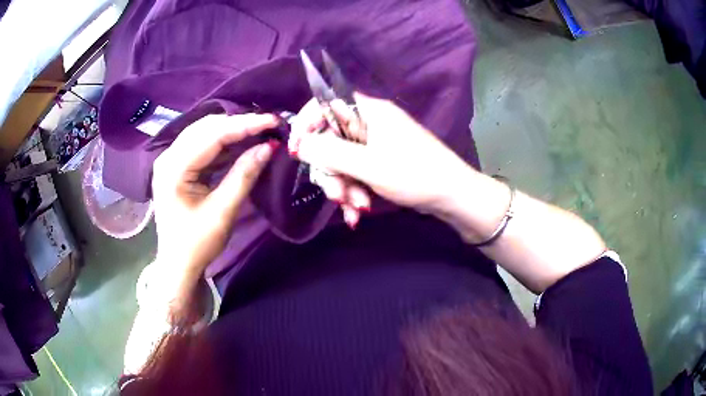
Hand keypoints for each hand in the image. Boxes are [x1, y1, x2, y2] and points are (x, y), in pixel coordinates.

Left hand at [152, 113, 278, 273]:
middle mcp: (169, 156)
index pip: (212, 135)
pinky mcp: (178, 166)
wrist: (178, 264)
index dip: (244, 125)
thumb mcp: (223, 212)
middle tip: (269, 126)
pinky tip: (242, 144)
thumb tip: (269, 147)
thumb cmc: (197, 244)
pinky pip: (203, 146)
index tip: (273, 120)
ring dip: (232, 131)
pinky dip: (224, 144)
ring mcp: (172, 160)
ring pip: (205, 133)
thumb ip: (244, 176)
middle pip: (206, 128)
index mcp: (174, 168)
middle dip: (239, 124)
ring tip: (260, 132)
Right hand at [289, 93, 470, 216]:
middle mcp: (369, 122)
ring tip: (355, 208)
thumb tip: (299, 144)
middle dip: (330, 171)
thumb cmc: (414, 175)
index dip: (306, 125)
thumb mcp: (368, 165)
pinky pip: (355, 171)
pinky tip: (358, 211)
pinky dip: (354, 190)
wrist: (452, 196)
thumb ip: (330, 152)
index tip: (297, 152)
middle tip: (337, 196)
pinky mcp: (380, 161)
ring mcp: (375, 143)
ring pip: (342, 160)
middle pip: (330, 139)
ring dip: (343, 186)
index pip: (325, 104)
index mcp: (368, 111)